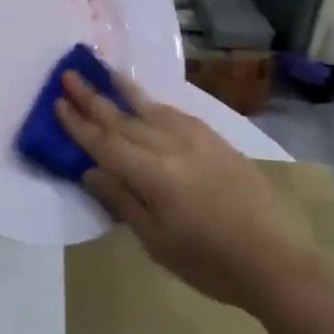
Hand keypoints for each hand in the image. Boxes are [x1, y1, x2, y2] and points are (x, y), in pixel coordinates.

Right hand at [56, 70, 320, 312]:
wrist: (275, 259)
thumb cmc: (209, 262)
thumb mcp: (157, 241)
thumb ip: (122, 200)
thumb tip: (91, 170)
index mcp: (153, 175)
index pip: (105, 143)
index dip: (79, 124)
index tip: (58, 103)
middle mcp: (172, 147)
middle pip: (124, 119)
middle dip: (93, 98)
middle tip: (69, 76)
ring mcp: (197, 139)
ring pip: (151, 110)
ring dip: (124, 91)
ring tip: (104, 71)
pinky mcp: (216, 140)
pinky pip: (177, 114)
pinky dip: (155, 104)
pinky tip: (147, 100)